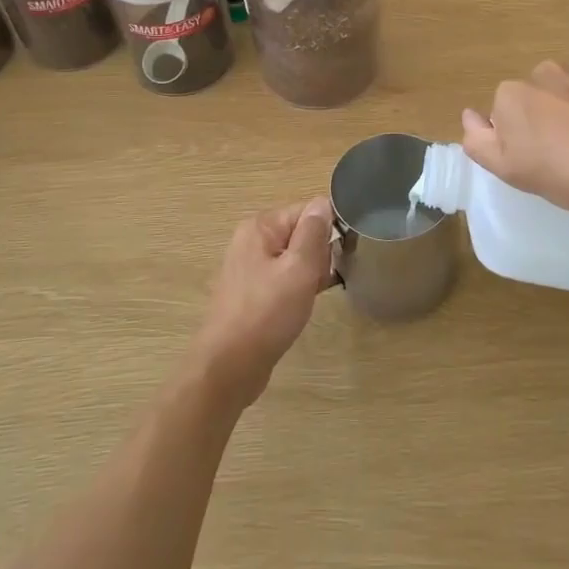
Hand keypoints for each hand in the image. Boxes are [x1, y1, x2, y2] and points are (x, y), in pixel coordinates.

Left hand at [189, 198, 334, 409]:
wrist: (229, 366)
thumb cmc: (267, 313)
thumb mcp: (299, 268)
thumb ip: (313, 232)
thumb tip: (323, 203)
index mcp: (260, 226)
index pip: (308, 211)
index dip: (328, 230)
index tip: (339, 256)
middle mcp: (251, 240)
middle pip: (301, 233)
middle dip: (319, 255)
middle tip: (320, 280)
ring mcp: (249, 267)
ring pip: (294, 258)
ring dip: (310, 273)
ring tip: (312, 295)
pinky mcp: (251, 291)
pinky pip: (284, 277)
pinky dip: (297, 287)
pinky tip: (302, 306)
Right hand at [462, 63, 568, 217]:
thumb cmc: (568, 172)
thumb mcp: (510, 170)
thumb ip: (479, 141)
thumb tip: (469, 116)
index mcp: (512, 93)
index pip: (502, 115)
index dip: (517, 141)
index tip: (537, 163)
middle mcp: (544, 72)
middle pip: (535, 100)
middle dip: (544, 123)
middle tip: (565, 160)